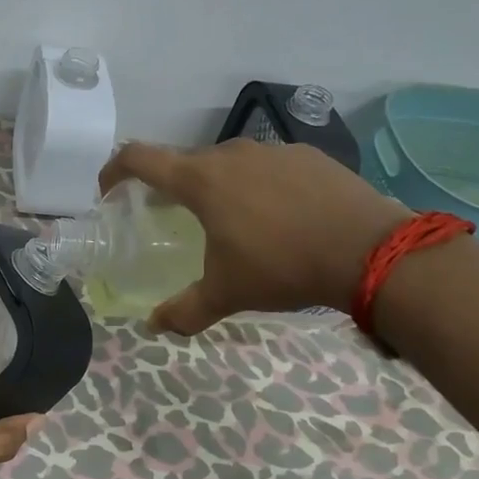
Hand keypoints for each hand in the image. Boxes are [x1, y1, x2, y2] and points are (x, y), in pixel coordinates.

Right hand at [99, 140, 409, 334]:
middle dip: (171, 186)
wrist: (370, 251)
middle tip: (173, 216)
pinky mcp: (309, 155)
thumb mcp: (227, 293)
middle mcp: (231, 154)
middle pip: (185, 162)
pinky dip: (259, 185)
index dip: (115, 169)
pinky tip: (279, 215)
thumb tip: (154, 327)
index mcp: (201, 180)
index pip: (140, 157)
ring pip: (229, 163)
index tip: (108, 190)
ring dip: (218, 185)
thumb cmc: (282, 267)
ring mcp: (273, 150)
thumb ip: (185, 310)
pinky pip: (268, 166)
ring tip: (232, 220)